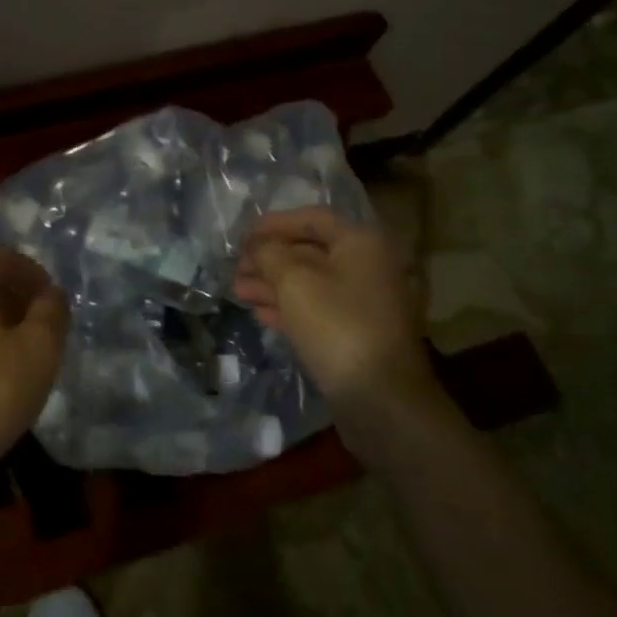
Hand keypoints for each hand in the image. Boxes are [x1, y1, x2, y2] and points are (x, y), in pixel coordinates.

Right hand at [234, 209, 436, 423]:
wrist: (380, 398)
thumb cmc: (337, 325)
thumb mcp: (294, 280)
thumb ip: (269, 254)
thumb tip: (258, 246)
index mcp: (361, 244)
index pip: (312, 219)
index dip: (274, 223)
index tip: (242, 235)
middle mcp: (368, 267)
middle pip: (310, 252)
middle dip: (269, 259)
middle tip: (235, 268)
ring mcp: (365, 303)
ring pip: (311, 283)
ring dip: (273, 285)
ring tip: (238, 292)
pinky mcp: (358, 334)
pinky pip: (318, 310)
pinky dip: (288, 308)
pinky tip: (260, 314)